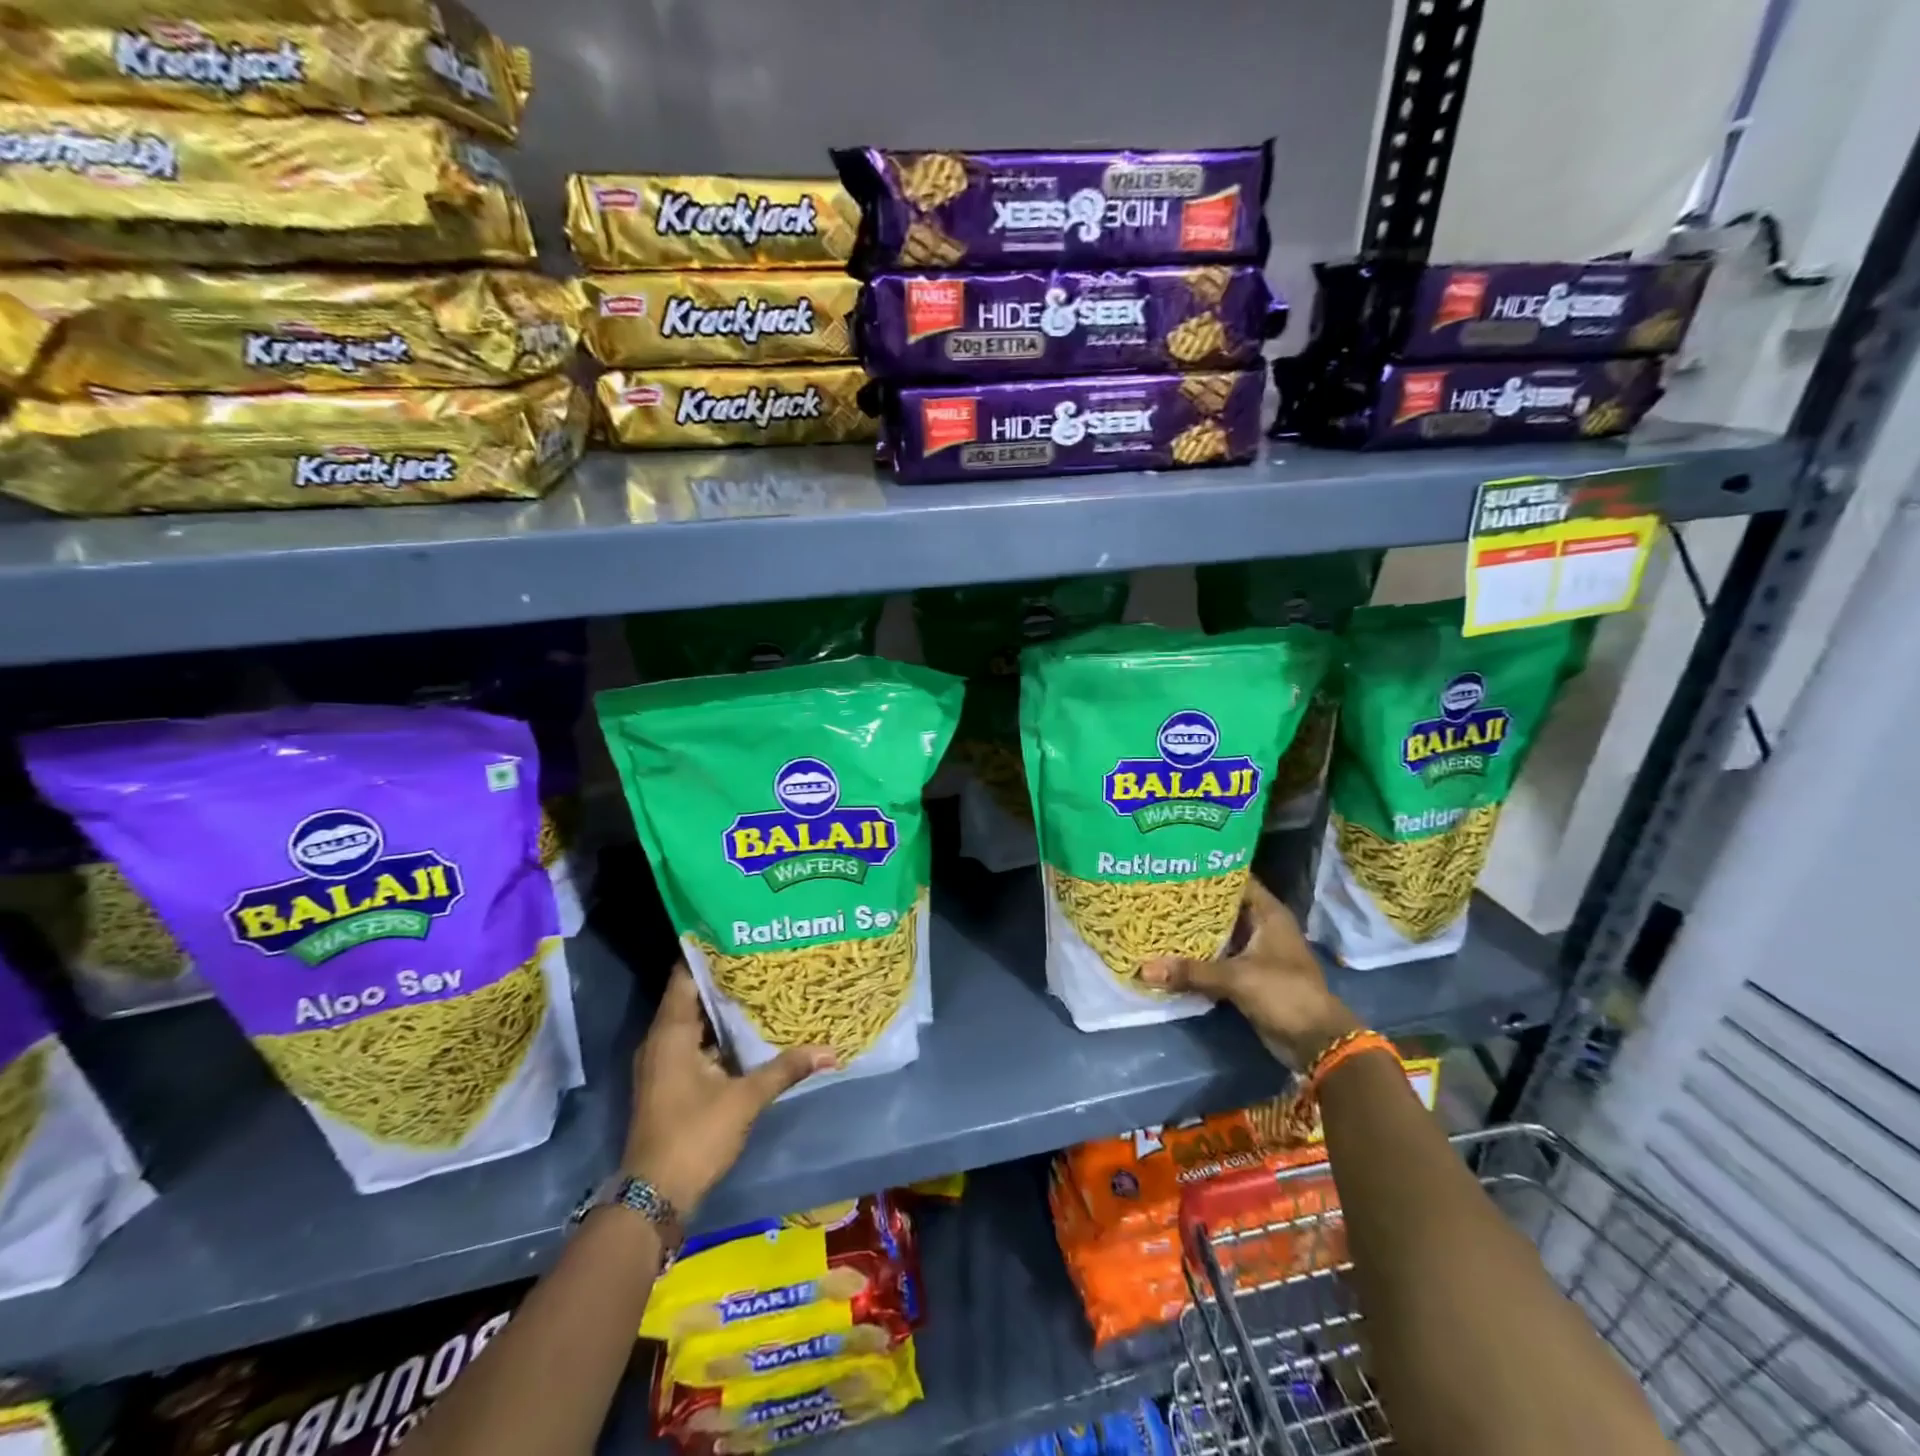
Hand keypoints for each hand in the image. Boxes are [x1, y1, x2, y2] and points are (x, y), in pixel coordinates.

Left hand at [622, 963, 835, 1214]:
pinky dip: (719, 1035)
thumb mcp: (745, 1099)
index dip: (711, 953)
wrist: (653, 1198)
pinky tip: (750, 1031)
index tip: (743, 935)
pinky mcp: (670, 1082)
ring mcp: (663, 1063)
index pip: (686, 974)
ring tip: (763, 986)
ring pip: (695, 1022)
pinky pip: (695, 1044)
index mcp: (670, 1032)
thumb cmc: (695, 1135)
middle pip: (692, 996)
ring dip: (724, 1009)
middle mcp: (661, 1040)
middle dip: (726, 979)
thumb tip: (830, 1051)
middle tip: (764, 957)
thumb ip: (785, 1068)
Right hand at [1139, 875, 1358, 1068]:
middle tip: (1155, 890)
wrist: (1317, 1042)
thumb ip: (1191, 972)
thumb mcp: (1237, 978)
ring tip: (1155, 916)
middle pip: (1222, 906)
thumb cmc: (1285, 993)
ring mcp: (1255, 951)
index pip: (1235, 879)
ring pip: (1218, 933)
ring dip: (1193, 930)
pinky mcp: (1247, 975)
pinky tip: (1169, 950)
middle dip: (1192, 902)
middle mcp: (1261, 926)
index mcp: (1268, 913)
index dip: (1207, 871)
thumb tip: (1143, 969)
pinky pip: (1217, 958)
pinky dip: (1198, 956)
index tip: (1174, 865)